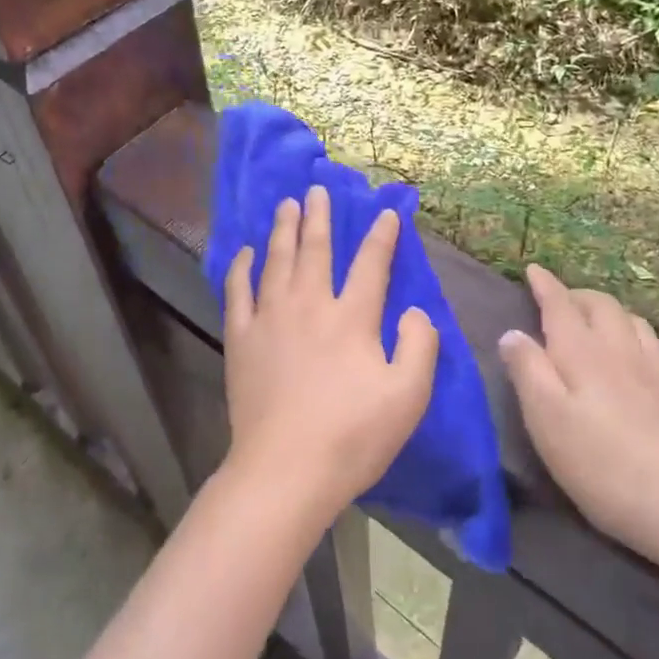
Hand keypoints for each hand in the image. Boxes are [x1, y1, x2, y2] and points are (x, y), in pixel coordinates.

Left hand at [221, 187, 438, 517]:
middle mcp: (309, 306)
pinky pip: (238, 291)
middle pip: (315, 250)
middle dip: (320, 217)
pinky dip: (242, 267)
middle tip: (318, 189)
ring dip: (283, 229)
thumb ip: (420, 345)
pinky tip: (247, 252)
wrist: (285, 469)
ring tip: (287, 205)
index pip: (371, 264)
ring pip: (277, 260)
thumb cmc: (352, 435)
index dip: (381, 236)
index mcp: (352, 318)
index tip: (386, 212)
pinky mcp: (240, 339)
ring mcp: (269, 319)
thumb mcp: (408, 396)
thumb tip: (416, 311)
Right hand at [499, 264, 658, 570]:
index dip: (545, 285)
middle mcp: (622, 352)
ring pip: (637, 324)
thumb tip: (512, 333)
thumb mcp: (545, 419)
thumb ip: (527, 370)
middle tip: (561, 300)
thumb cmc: (601, 464)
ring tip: (601, 321)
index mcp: (582, 353)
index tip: (533, 269)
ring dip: (615, 313)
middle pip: (602, 307)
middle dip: (579, 296)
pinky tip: (658, 355)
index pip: (560, 306)